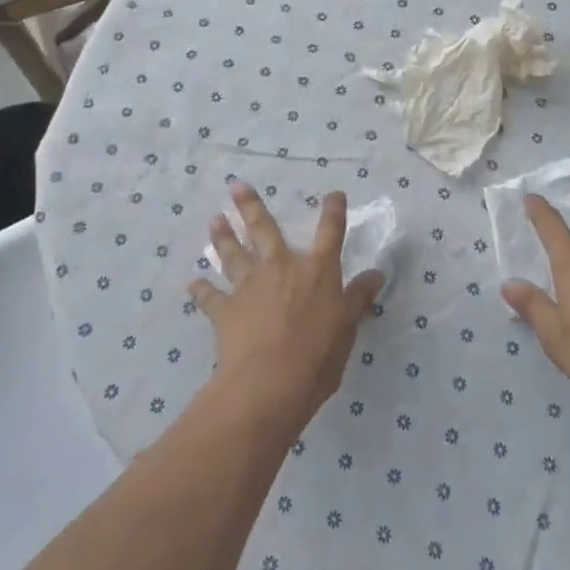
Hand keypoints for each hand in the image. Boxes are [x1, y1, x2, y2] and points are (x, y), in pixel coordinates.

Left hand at [190, 185, 383, 433]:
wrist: (269, 383)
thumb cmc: (318, 355)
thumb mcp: (348, 327)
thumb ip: (359, 298)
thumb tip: (377, 274)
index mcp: (316, 270)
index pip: (330, 233)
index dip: (333, 212)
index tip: (334, 194)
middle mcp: (280, 268)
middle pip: (264, 229)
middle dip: (251, 206)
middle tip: (236, 186)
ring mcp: (249, 286)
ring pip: (233, 254)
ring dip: (223, 237)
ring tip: (214, 220)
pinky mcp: (225, 310)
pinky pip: (210, 297)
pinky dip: (201, 290)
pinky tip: (192, 284)